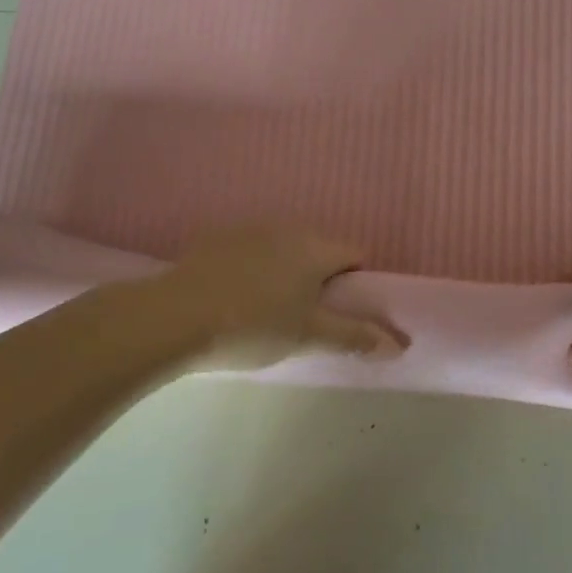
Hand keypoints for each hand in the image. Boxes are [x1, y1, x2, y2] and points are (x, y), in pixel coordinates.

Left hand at [151, 224, 402, 370]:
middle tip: (303, 317)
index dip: (355, 282)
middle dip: (319, 277)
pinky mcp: (214, 239)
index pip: (354, 253)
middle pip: (318, 249)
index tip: (340, 312)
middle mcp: (286, 228)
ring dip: (284, 271)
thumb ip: (354, 337)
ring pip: (282, 248)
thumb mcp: (308, 337)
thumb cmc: (252, 326)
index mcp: (315, 247)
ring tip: (264, 310)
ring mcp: (247, 229)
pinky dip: (250, 268)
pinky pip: (249, 251)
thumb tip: (399, 344)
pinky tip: (231, 298)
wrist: (172, 318)